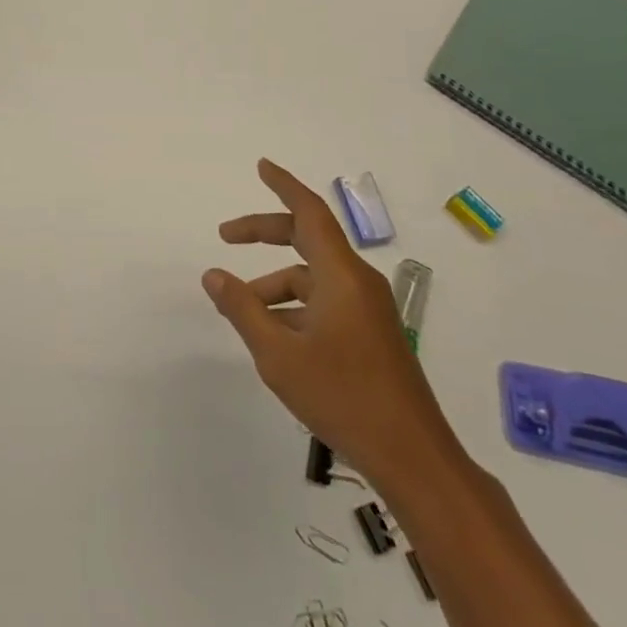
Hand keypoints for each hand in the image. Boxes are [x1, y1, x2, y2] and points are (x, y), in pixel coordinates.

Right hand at [203, 159, 460, 486]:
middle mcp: (358, 282)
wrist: (413, 459)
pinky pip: (327, 302)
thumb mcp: (278, 353)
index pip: (310, 212)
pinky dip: (296, 306)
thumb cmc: (342, 397)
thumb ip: (242, 308)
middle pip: (308, 239)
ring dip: (276, 283)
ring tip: (242, 309)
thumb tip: (213, 275)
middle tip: (226, 236)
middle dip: (265, 233)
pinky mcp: (373, 335)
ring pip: (314, 278)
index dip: (284, 185)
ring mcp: (369, 310)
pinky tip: (275, 337)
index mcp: (341, 275)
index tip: (261, 166)